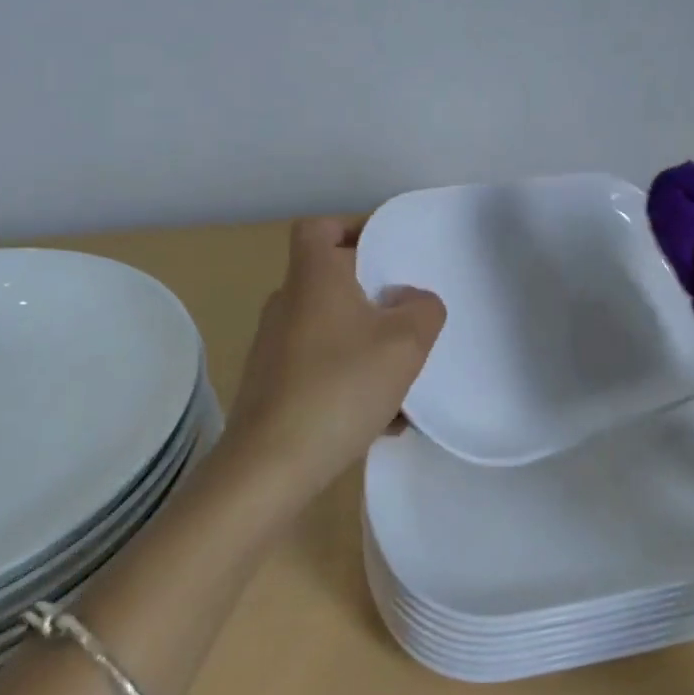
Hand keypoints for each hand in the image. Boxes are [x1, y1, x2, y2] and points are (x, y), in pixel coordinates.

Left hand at [219, 216, 445, 505]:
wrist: (270, 467)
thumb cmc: (340, 387)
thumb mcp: (405, 343)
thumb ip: (424, 310)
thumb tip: (413, 300)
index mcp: (313, 278)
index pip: (319, 227)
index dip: (352, 228)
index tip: (387, 252)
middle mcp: (287, 304)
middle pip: (331, 280)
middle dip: (374, 296)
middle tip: (408, 315)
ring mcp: (275, 347)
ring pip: (332, 330)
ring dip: (368, 346)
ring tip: (403, 380)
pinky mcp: (272, 386)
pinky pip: (321, 368)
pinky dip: (351, 381)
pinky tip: (383, 420)